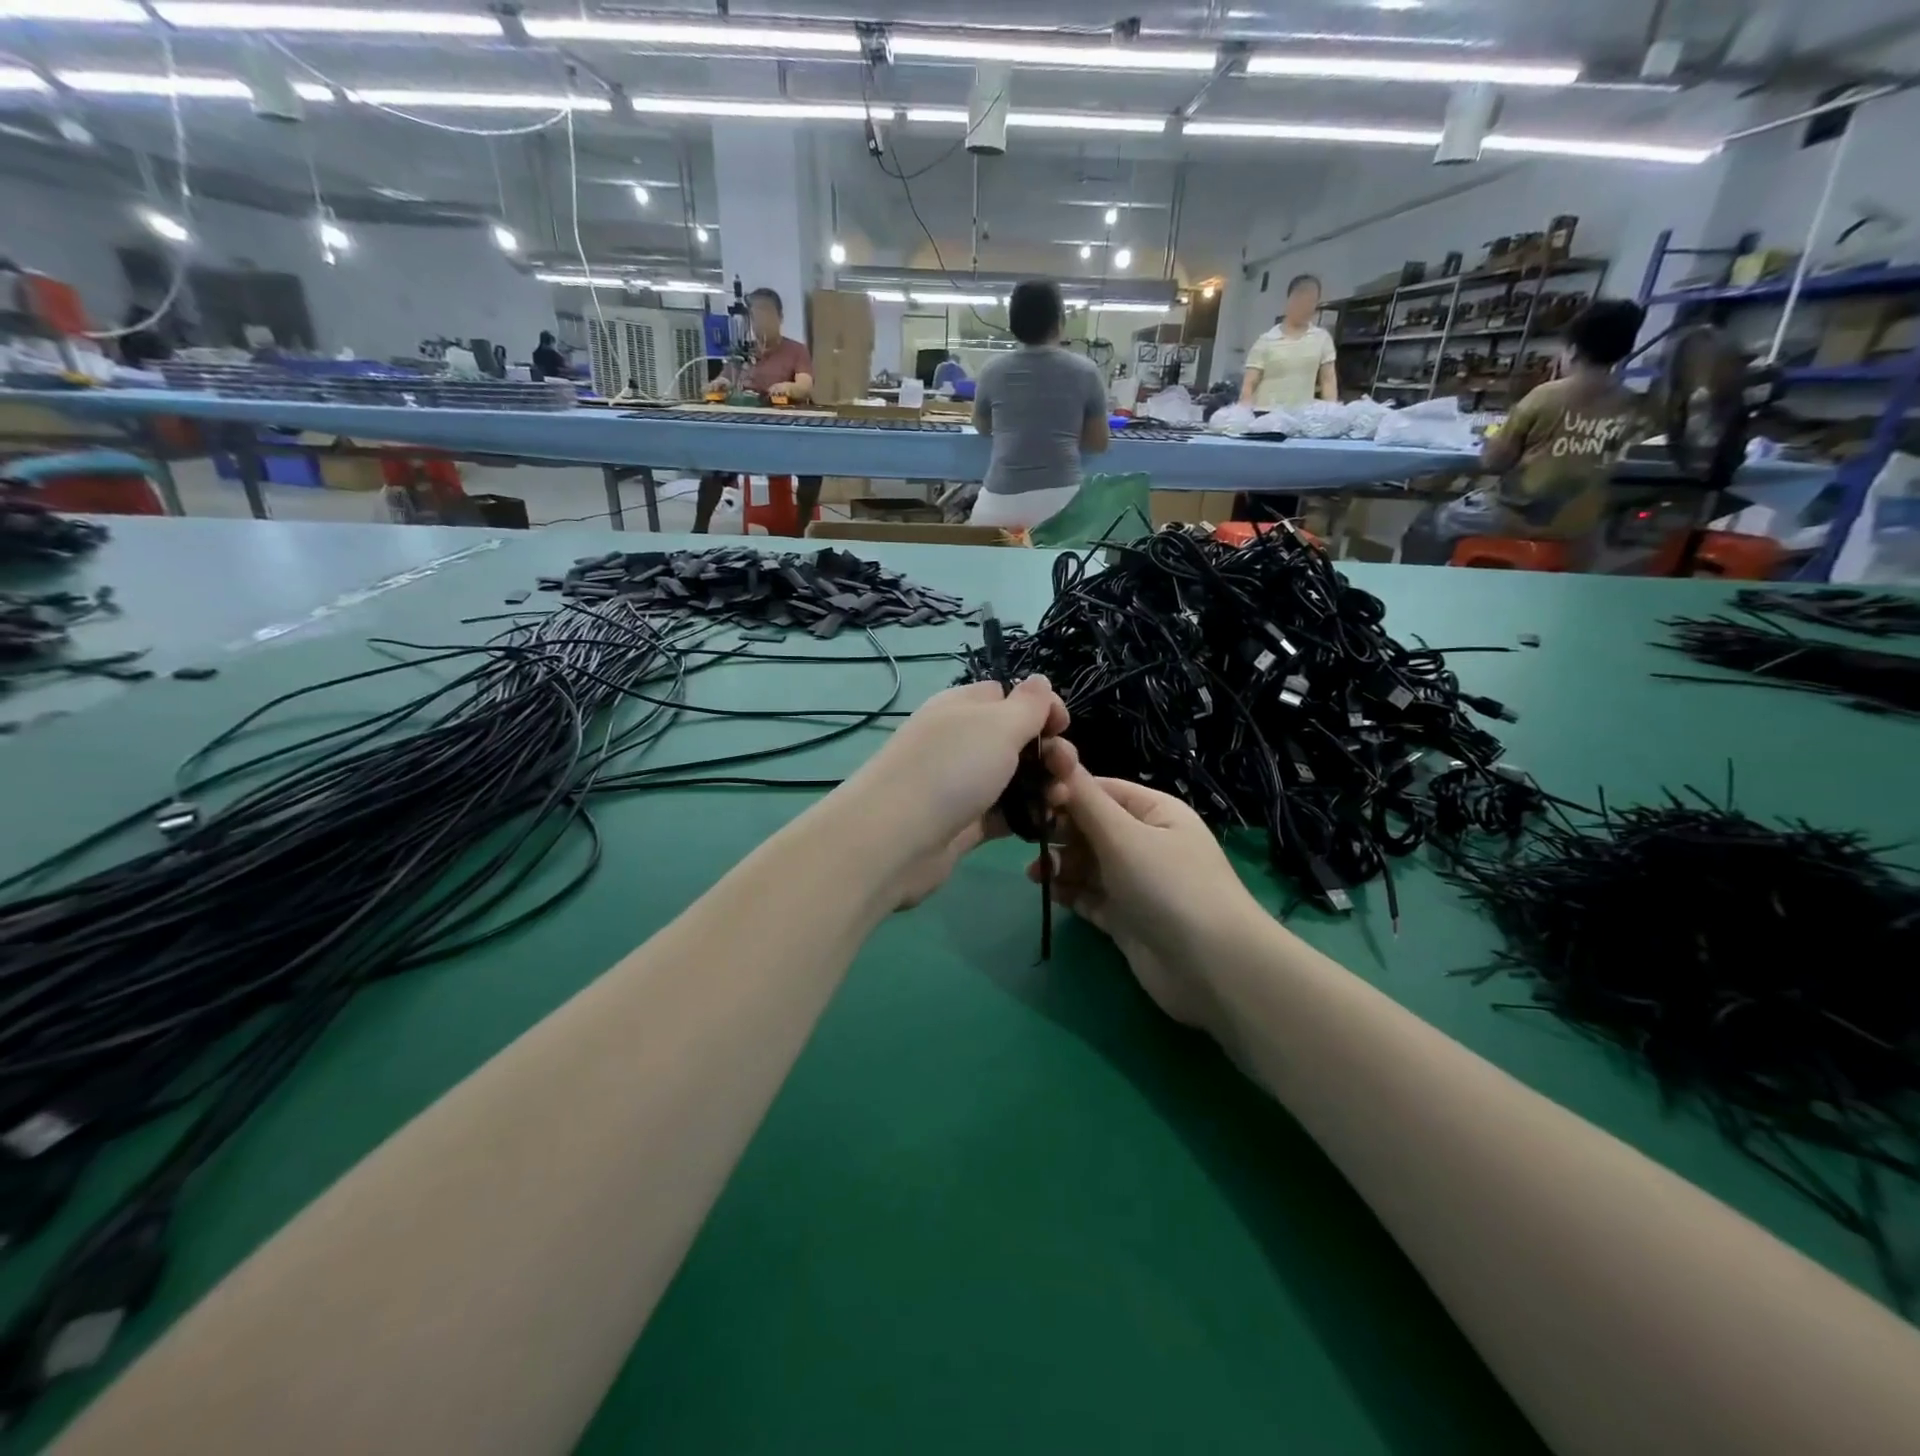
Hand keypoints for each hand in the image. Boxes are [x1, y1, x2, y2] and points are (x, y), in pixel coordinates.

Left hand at [837, 677, 1067, 908]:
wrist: (895, 839)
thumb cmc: (951, 769)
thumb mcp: (998, 725)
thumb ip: (1027, 704)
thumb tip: (1040, 681)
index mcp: (961, 707)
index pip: (1006, 695)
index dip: (1040, 707)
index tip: (1063, 726)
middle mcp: (958, 741)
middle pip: (1014, 739)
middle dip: (1048, 751)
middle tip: (1067, 769)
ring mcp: (958, 784)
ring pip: (1012, 779)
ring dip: (1043, 786)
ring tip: (1061, 799)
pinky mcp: (962, 824)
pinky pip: (1002, 814)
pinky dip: (1025, 816)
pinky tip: (1047, 822)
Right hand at [1030, 738, 1262, 1030]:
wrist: (1212, 968)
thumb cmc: (1168, 885)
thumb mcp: (1123, 835)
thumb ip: (1083, 798)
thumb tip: (1055, 750)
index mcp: (1154, 812)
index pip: (1101, 790)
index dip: (1065, 792)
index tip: (1030, 799)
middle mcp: (1145, 842)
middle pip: (1091, 826)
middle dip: (1059, 830)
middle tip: (1027, 838)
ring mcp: (1136, 882)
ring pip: (1087, 863)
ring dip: (1060, 864)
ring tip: (1035, 873)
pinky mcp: (1126, 917)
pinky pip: (1089, 896)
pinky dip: (1069, 892)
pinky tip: (1050, 892)